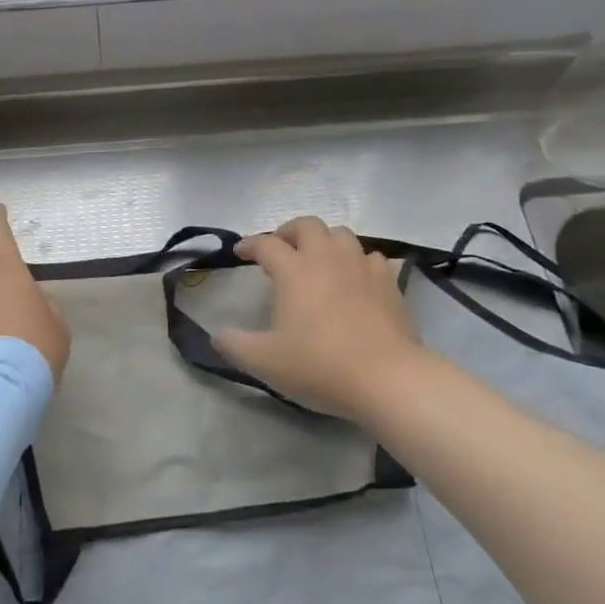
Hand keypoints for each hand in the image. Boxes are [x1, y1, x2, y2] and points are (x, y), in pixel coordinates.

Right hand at [215, 216, 426, 421]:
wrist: (387, 378)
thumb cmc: (319, 365)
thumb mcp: (265, 361)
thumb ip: (235, 345)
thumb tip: (216, 335)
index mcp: (294, 270)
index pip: (266, 244)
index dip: (249, 245)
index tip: (240, 252)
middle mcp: (327, 258)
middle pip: (307, 225)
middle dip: (290, 231)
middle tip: (281, 249)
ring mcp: (361, 267)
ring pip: (341, 235)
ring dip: (325, 241)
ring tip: (318, 260)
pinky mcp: (388, 283)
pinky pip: (371, 258)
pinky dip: (358, 262)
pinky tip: (356, 279)